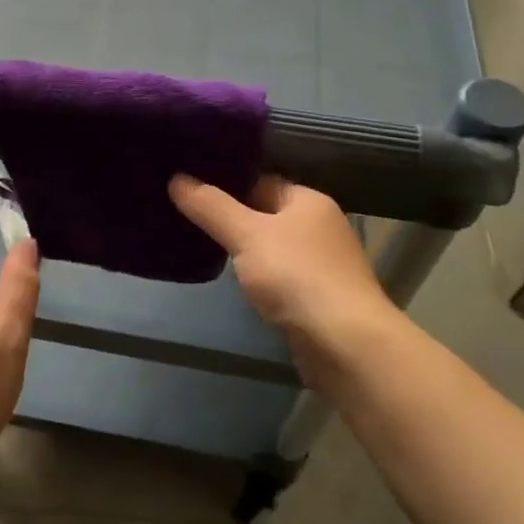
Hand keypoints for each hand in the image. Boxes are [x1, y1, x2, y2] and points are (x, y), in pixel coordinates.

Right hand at [169, 174, 387, 351]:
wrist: (347, 344)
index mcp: (307, 200)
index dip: (225, 184)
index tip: (189, 188)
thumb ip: (211, 207)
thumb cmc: (296, 276)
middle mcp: (320, 226)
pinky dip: (260, 279)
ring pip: (273, 248)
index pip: (259, 180)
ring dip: (246, 252)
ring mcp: (323, 263)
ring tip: (203, 248)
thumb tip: (177, 178)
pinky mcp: (319, 298)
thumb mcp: (246, 235)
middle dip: (232, 219)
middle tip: (187, 218)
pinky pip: (281, 277)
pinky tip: (237, 285)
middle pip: (265, 214)